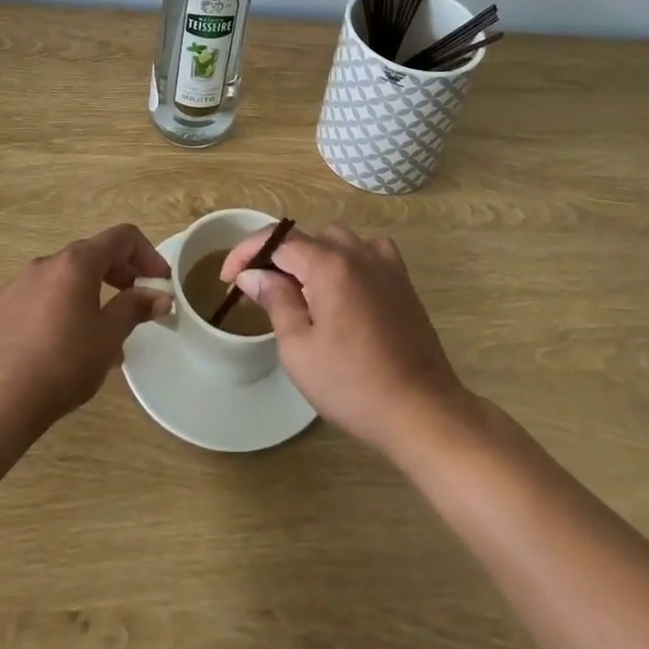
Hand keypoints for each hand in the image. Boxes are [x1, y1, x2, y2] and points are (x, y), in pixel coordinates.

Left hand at [0, 224, 170, 436]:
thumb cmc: (63, 364)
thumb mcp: (109, 336)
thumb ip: (136, 308)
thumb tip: (161, 296)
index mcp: (76, 262)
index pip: (122, 238)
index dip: (148, 254)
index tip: (160, 282)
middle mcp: (46, 262)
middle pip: (93, 254)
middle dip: (121, 274)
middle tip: (137, 302)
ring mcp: (19, 284)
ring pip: (66, 278)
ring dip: (91, 294)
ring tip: (102, 332)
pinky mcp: (0, 308)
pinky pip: (41, 297)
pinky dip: (62, 308)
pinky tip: (64, 344)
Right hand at [221, 223, 466, 455]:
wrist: (420, 410)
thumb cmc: (353, 385)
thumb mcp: (299, 349)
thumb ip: (275, 301)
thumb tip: (252, 274)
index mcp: (329, 264)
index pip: (277, 240)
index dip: (247, 252)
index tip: (227, 277)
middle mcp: (357, 250)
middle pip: (306, 238)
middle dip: (278, 258)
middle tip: (262, 292)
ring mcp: (383, 261)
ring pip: (336, 240)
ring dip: (312, 258)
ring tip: (300, 294)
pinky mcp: (401, 278)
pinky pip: (365, 250)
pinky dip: (346, 259)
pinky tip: (341, 287)